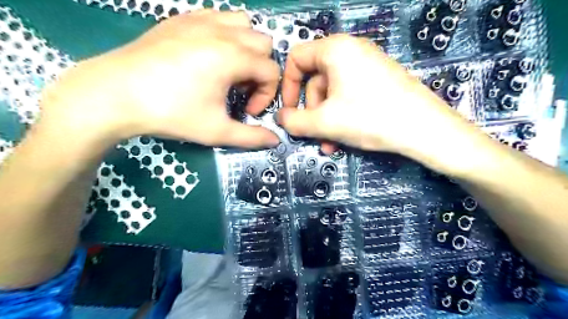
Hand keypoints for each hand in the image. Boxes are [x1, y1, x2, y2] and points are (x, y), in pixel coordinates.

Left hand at [38, 9, 279, 148]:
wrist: (115, 94)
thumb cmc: (171, 113)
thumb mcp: (217, 131)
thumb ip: (251, 137)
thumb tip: (275, 140)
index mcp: (233, 57)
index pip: (271, 71)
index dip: (267, 95)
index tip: (248, 111)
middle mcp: (222, 32)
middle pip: (264, 44)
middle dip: (260, 70)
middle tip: (240, 91)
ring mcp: (201, 20)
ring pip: (244, 24)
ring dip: (246, 48)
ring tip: (229, 70)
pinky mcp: (182, 18)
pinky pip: (219, 17)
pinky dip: (226, 34)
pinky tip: (210, 55)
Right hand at [277, 36, 480, 174]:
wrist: (426, 130)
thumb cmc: (371, 118)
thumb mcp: (325, 122)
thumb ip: (294, 121)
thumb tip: (280, 118)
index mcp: (335, 50)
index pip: (296, 59)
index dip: (287, 87)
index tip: (289, 111)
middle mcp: (351, 51)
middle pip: (315, 81)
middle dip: (311, 112)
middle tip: (313, 134)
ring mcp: (367, 66)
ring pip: (332, 93)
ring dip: (325, 120)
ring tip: (329, 143)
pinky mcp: (378, 81)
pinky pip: (348, 96)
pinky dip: (341, 116)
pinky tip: (343, 138)